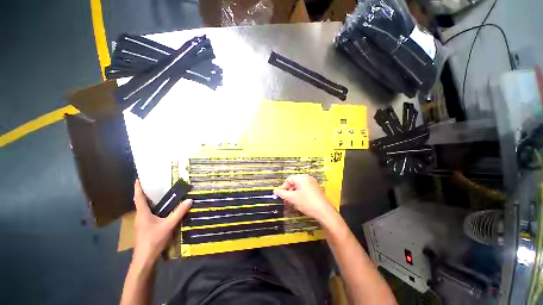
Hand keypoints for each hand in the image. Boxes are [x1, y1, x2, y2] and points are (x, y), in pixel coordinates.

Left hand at [132, 180, 191, 263]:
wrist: (145, 259)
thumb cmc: (154, 240)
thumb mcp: (168, 225)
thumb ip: (179, 212)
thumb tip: (189, 200)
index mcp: (143, 214)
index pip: (139, 198)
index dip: (138, 188)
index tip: (138, 179)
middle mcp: (140, 217)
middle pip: (141, 202)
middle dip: (145, 193)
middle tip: (154, 184)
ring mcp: (141, 223)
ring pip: (144, 209)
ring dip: (149, 201)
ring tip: (159, 194)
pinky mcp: (145, 228)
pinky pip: (148, 214)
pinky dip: (153, 209)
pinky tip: (161, 210)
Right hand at [273, 174, 338, 225]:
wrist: (324, 212)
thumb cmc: (307, 203)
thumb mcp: (292, 198)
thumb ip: (282, 194)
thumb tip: (275, 191)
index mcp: (302, 178)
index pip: (288, 179)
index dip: (283, 187)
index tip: (280, 195)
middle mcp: (307, 178)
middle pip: (294, 182)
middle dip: (289, 191)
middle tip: (286, 199)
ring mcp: (313, 183)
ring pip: (299, 186)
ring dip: (294, 193)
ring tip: (292, 202)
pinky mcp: (316, 189)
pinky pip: (305, 189)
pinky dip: (300, 194)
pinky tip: (300, 202)